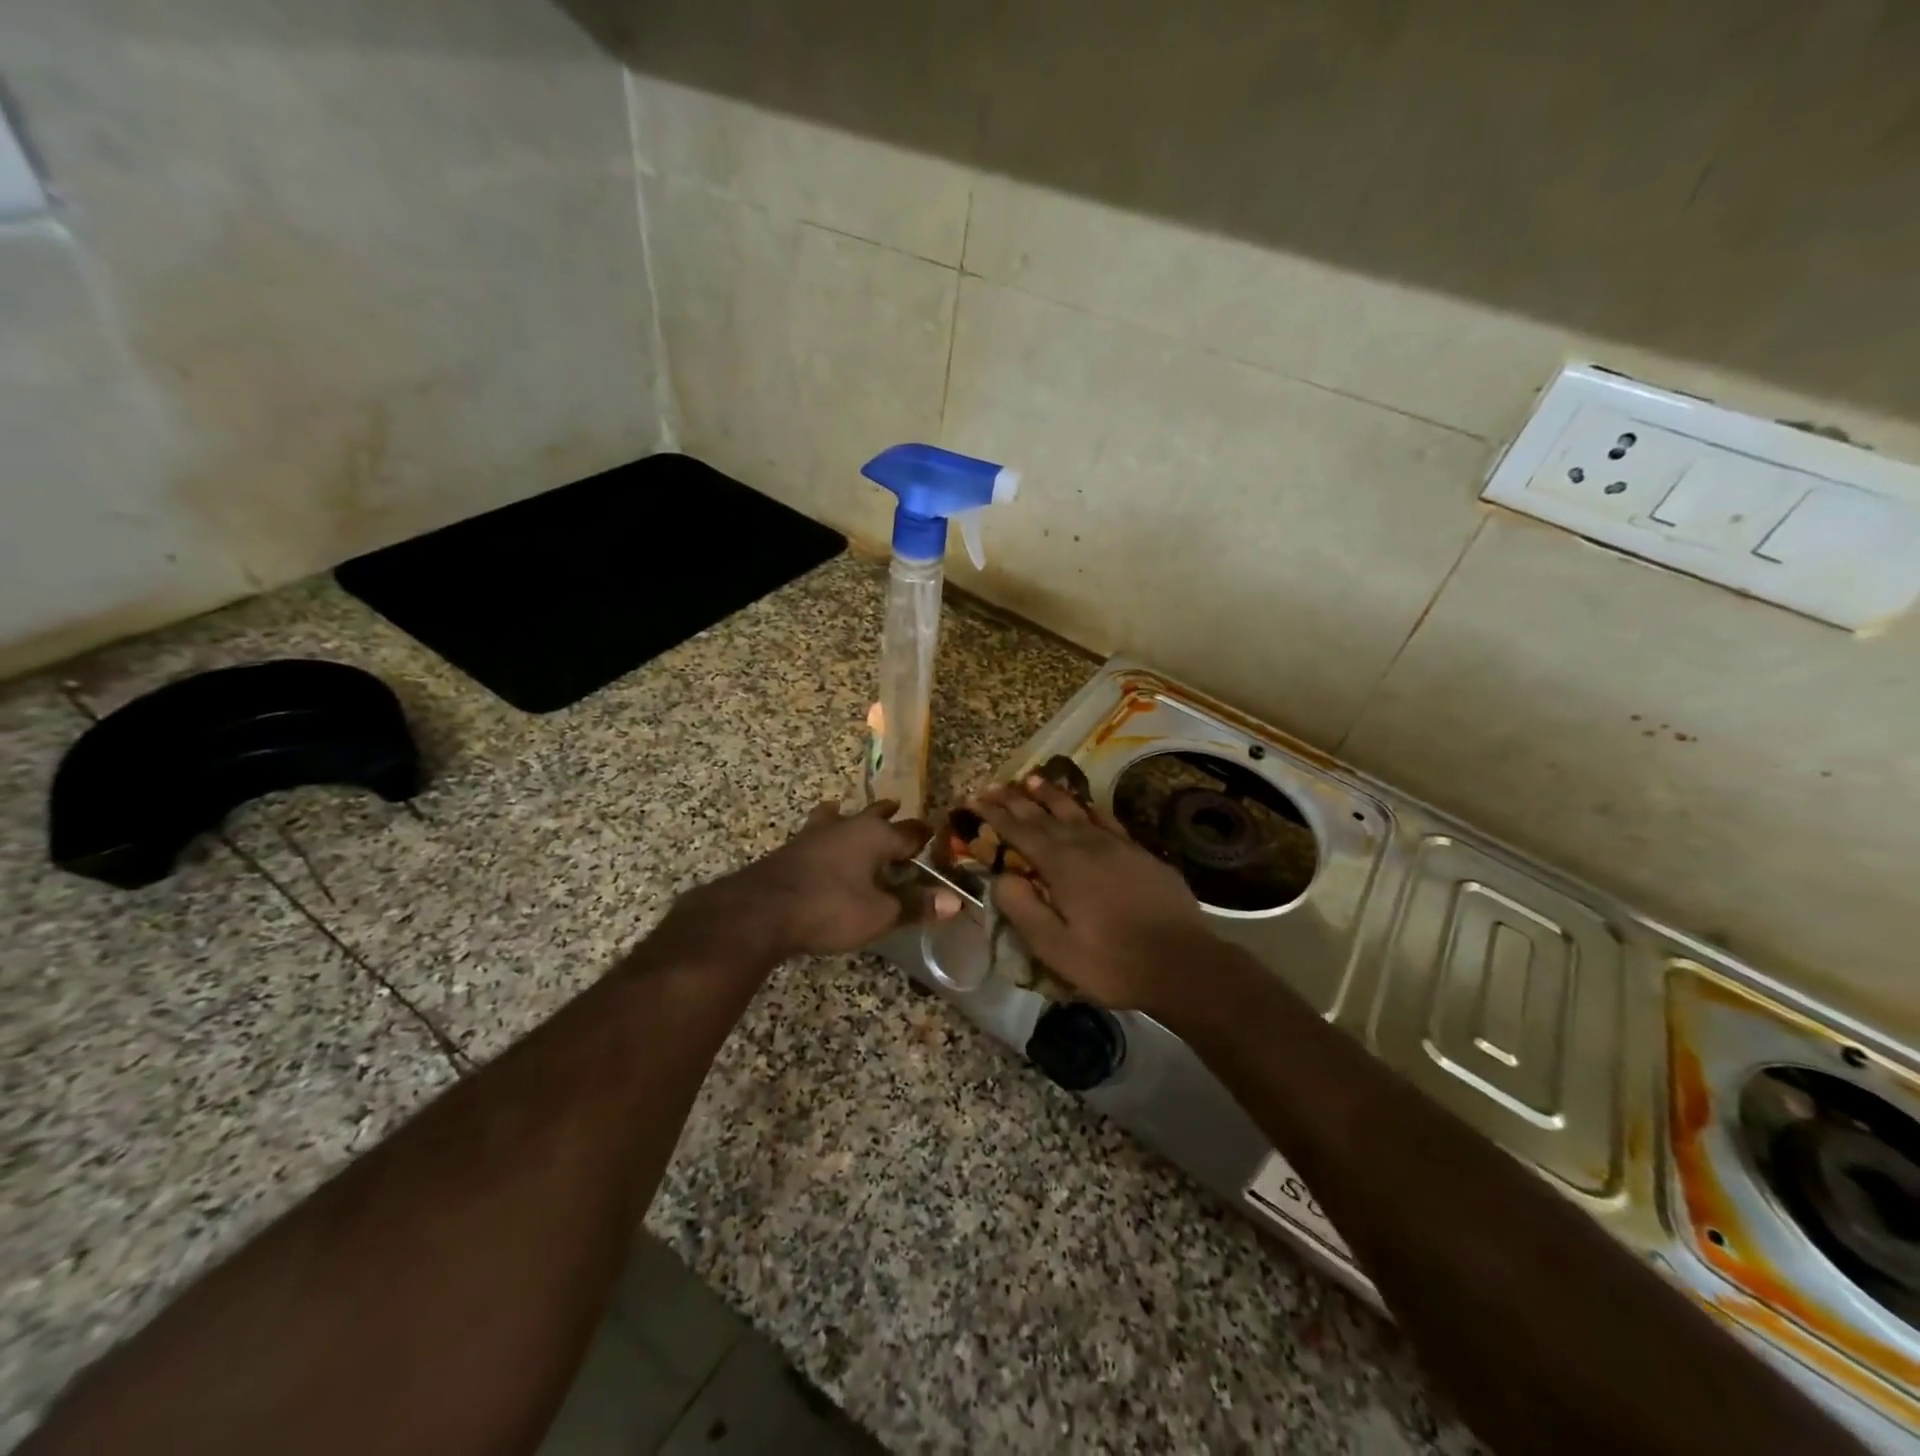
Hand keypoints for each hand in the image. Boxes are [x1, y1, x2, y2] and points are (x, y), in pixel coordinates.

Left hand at [676, 800, 960, 961]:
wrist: (760, 911)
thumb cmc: (829, 908)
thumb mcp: (879, 914)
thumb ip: (916, 905)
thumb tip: (956, 901)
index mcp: (874, 836)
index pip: (910, 832)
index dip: (924, 835)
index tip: (935, 831)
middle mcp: (847, 827)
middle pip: (873, 815)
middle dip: (887, 814)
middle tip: (895, 805)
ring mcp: (815, 836)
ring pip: (838, 818)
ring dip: (848, 816)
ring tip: (844, 809)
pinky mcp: (791, 850)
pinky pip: (817, 834)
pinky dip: (825, 833)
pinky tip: (817, 843)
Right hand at [968, 777, 1213, 1014]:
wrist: (1183, 963)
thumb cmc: (1112, 962)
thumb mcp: (1055, 948)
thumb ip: (1023, 910)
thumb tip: (1000, 877)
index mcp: (1062, 866)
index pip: (1020, 832)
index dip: (994, 815)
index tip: (973, 799)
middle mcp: (1087, 845)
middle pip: (1044, 815)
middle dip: (1015, 800)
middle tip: (993, 785)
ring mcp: (1117, 846)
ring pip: (1076, 811)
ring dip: (1051, 795)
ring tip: (1032, 780)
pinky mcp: (1140, 854)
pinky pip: (1107, 821)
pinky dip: (1090, 809)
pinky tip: (1085, 806)